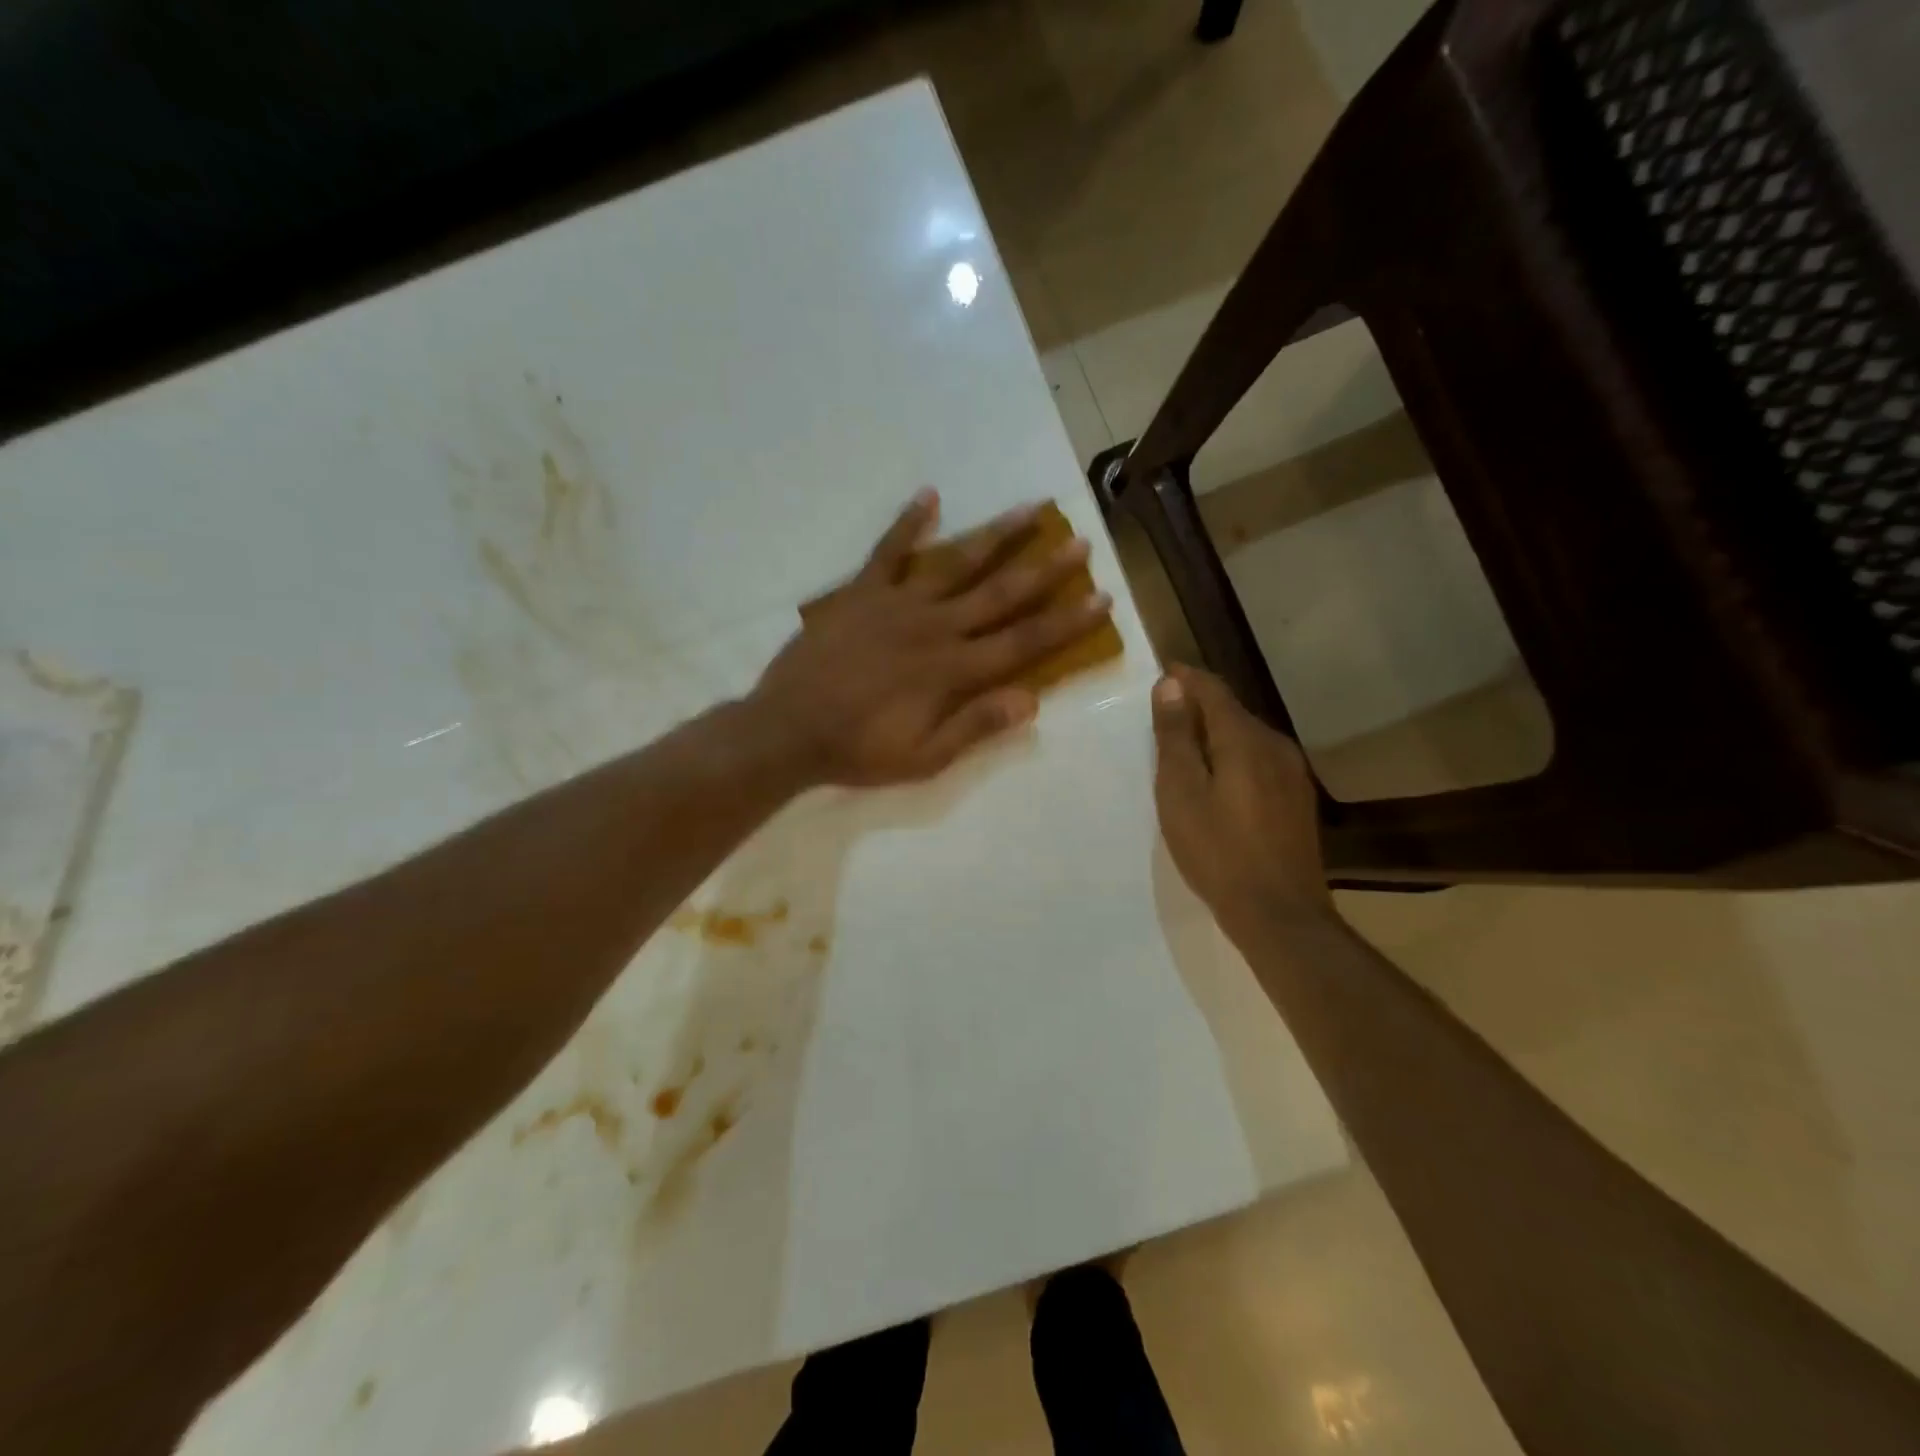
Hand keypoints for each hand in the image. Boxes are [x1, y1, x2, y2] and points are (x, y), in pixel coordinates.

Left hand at [748, 488, 1112, 786]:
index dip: (1066, 622)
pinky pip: (888, 551)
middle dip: (1044, 568)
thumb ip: (976, 726)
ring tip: (1030, 509)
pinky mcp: (861, 593)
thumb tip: (1033, 700)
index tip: (1100, 597)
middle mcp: (934, 627)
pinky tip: (930, 495)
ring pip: (956, 562)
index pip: (1023, 642)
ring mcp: (897, 604)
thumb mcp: (924, 757)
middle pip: (1000, 593)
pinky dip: (907, 523)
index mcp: (953, 670)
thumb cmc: (859, 750)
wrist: (787, 729)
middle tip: (1078, 540)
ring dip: (996, 536)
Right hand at [1151, 664, 1336, 939]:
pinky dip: (1234, 759)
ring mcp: (1293, 773)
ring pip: (1247, 738)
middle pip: (1232, 712)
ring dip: (1216, 736)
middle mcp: (1275, 745)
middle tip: (1163, 721)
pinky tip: (1219, 784)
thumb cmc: (1217, 851)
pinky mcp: (1298, 799)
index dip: (1185, 678)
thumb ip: (1174, 737)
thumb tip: (1170, 686)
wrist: (1280, 913)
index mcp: (1244, 738)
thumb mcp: (1181, 793)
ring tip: (1186, 753)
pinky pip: (1260, 761)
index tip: (1161, 673)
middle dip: (1197, 708)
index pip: (1212, 689)